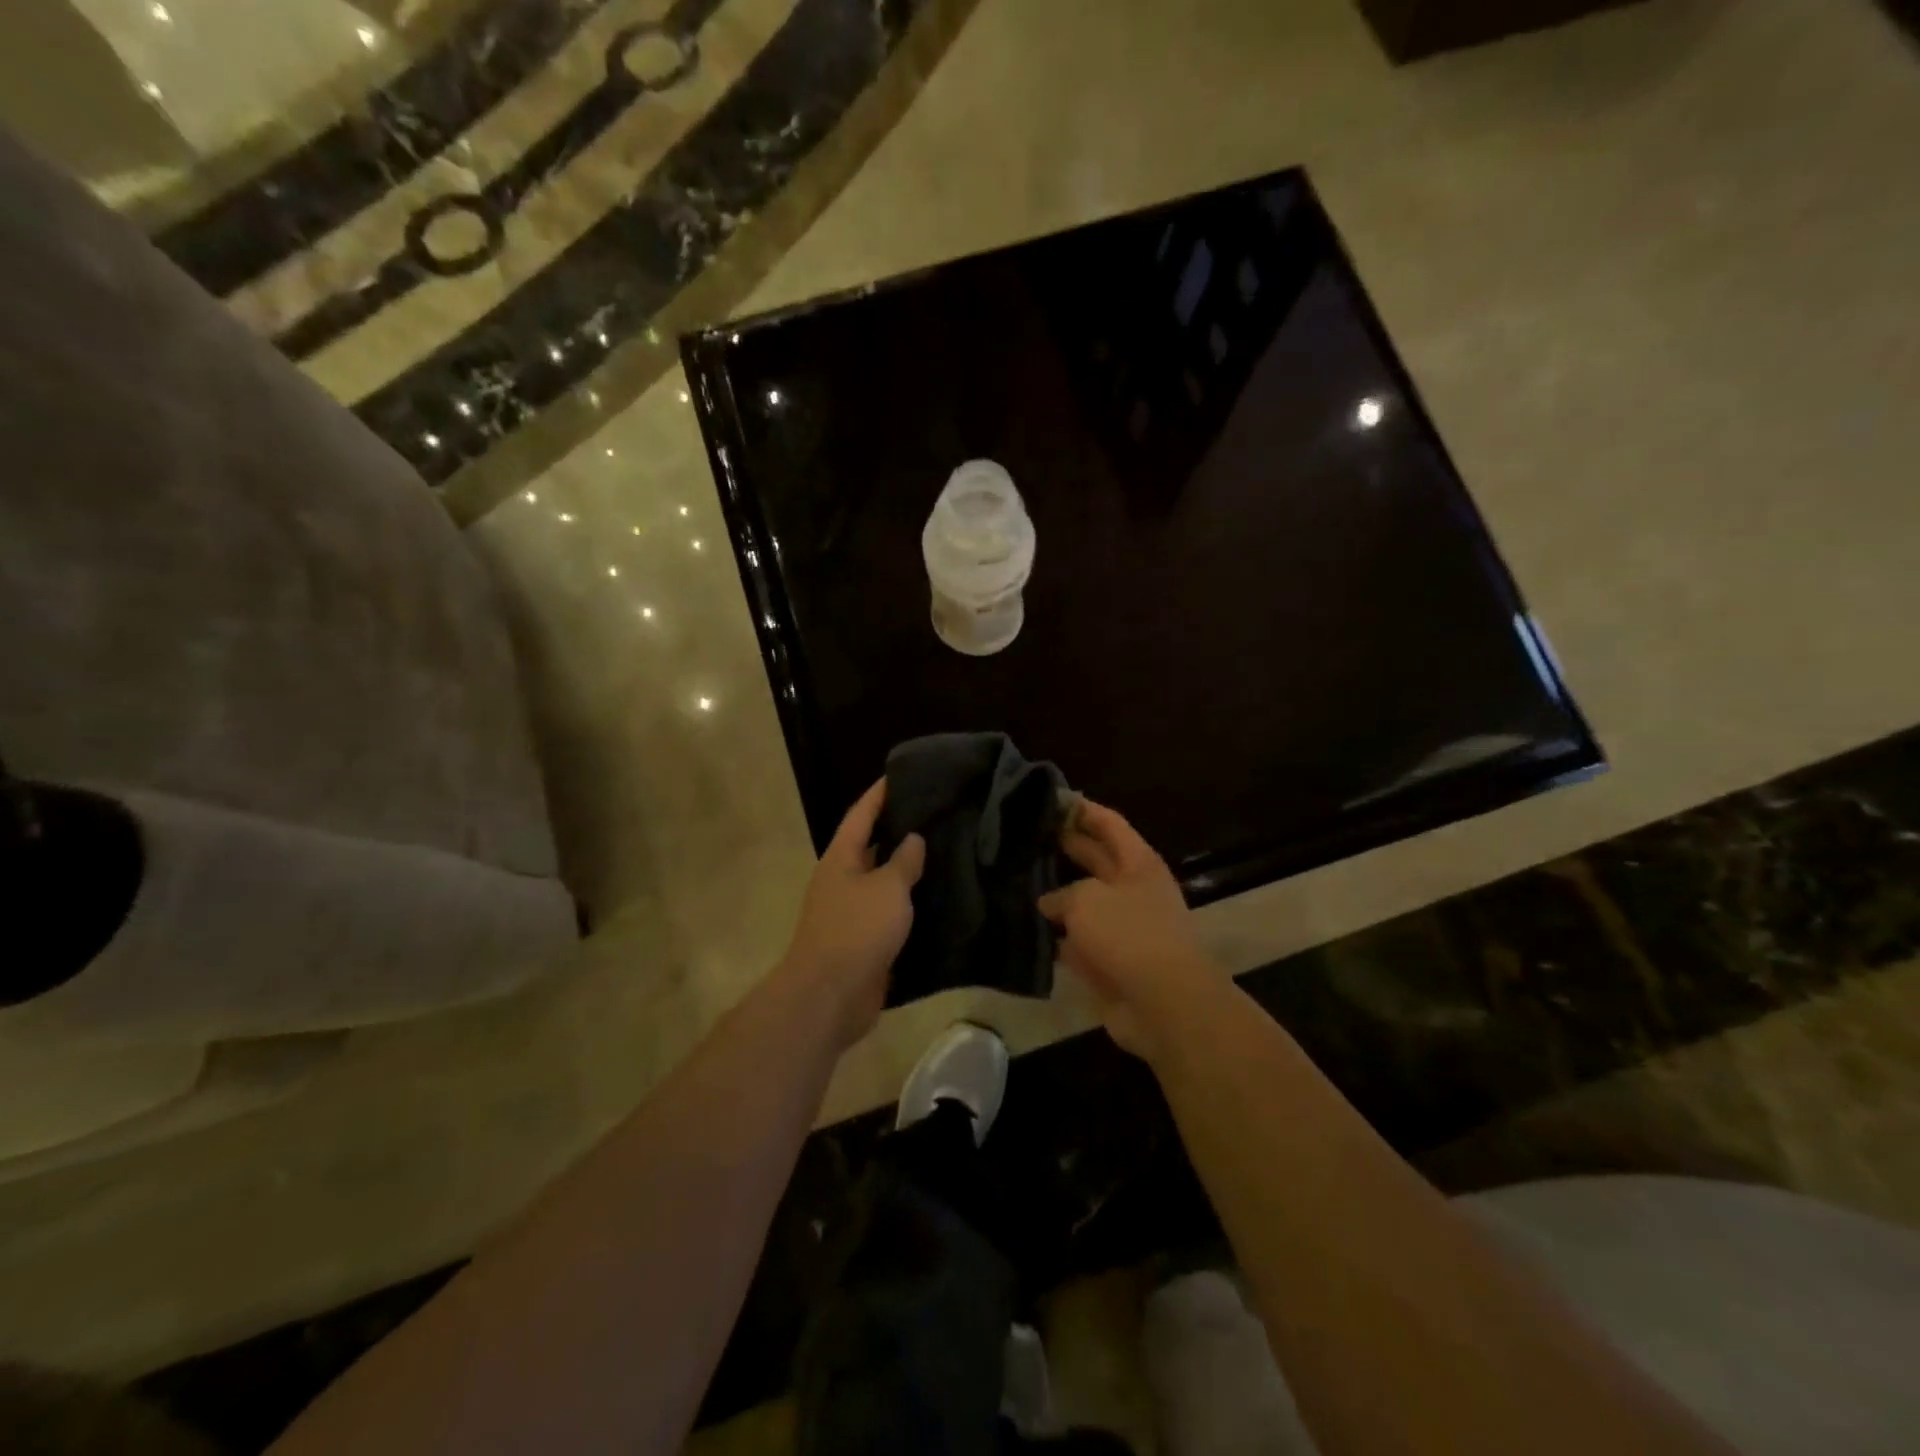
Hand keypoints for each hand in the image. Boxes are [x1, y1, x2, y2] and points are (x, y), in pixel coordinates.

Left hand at [779, 780, 925, 1049]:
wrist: (830, 995)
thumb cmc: (857, 930)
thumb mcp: (887, 888)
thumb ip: (904, 861)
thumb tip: (913, 838)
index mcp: (841, 858)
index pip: (861, 814)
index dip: (879, 794)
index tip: (899, 774)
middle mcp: (842, 880)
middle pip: (871, 846)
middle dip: (898, 830)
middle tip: (935, 814)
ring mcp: (851, 912)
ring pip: (883, 882)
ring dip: (907, 870)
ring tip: (944, 852)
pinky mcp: (864, 941)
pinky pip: (890, 914)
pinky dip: (909, 905)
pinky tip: (937, 900)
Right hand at [1039, 799, 1214, 1057]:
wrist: (1164, 1003)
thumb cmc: (1129, 935)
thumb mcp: (1087, 899)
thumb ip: (1062, 894)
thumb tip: (1048, 904)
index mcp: (1137, 863)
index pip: (1108, 823)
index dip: (1082, 809)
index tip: (1051, 797)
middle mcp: (1132, 890)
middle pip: (1096, 859)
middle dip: (1066, 846)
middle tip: (1028, 834)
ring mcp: (1122, 928)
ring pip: (1083, 903)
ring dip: (1056, 896)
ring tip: (1018, 880)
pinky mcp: (1110, 962)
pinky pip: (1078, 943)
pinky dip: (1057, 938)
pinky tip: (1026, 930)